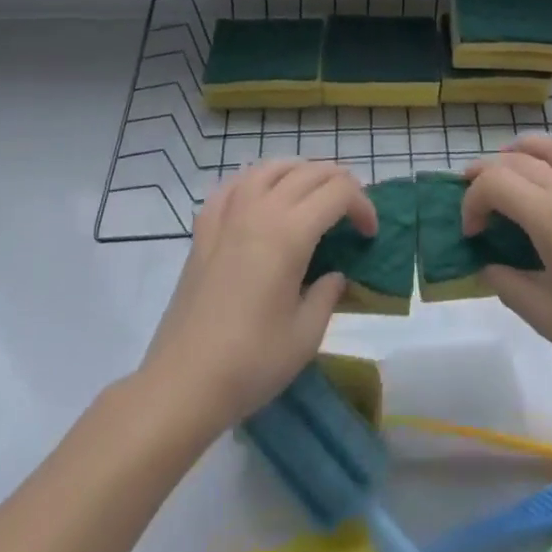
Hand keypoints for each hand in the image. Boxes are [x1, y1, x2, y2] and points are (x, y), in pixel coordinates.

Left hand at [141, 160, 376, 431]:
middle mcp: (260, 211)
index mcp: (290, 233)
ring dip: (300, 172)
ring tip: (312, 192)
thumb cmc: (250, 363)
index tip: (369, 234)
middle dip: (339, 183)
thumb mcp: (306, 336)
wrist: (182, 384)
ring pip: (270, 167)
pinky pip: (234, 184)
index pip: (338, 192)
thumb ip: (327, 294)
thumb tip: (333, 275)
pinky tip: (261, 196)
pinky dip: (256, 180)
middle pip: (309, 172)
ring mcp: (228, 215)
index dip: (363, 205)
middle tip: (351, 211)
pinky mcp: (203, 229)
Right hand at [464, 132, 551, 402]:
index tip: (470, 232)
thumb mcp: (543, 316)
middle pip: (524, 163)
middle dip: (490, 171)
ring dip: (531, 146)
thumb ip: (506, 283)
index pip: (497, 184)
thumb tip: (488, 264)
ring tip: (510, 155)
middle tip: (472, 190)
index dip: (473, 201)